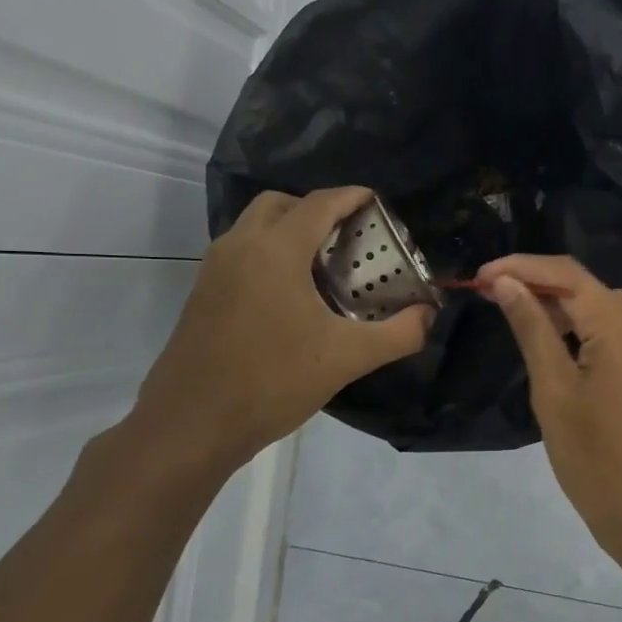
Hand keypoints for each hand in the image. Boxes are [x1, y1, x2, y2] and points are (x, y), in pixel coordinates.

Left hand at [132, 187, 432, 473]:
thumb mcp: (348, 358)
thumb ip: (399, 333)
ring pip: (254, 227)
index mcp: (275, 251)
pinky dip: (269, 254)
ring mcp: (214, 270)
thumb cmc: (273, 381)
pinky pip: (241, 253)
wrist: (192, 424)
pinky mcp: (202, 294)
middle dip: (315, 209)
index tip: (376, 202)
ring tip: (324, 266)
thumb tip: (429, 315)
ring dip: (289, 231)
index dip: (351, 197)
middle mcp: (239, 247)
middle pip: (279, 204)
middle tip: (348, 236)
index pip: (318, 203)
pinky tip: (292, 296)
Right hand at [478, 255, 621, 557]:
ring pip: (607, 311)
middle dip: (540, 288)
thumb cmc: (595, 460)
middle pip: (589, 290)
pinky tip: (564, 348)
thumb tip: (508, 283)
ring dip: (566, 311)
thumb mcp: (554, 391)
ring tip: (522, 322)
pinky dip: (591, 333)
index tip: (482, 277)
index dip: (522, 267)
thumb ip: (533, 329)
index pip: (568, 274)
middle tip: (494, 298)